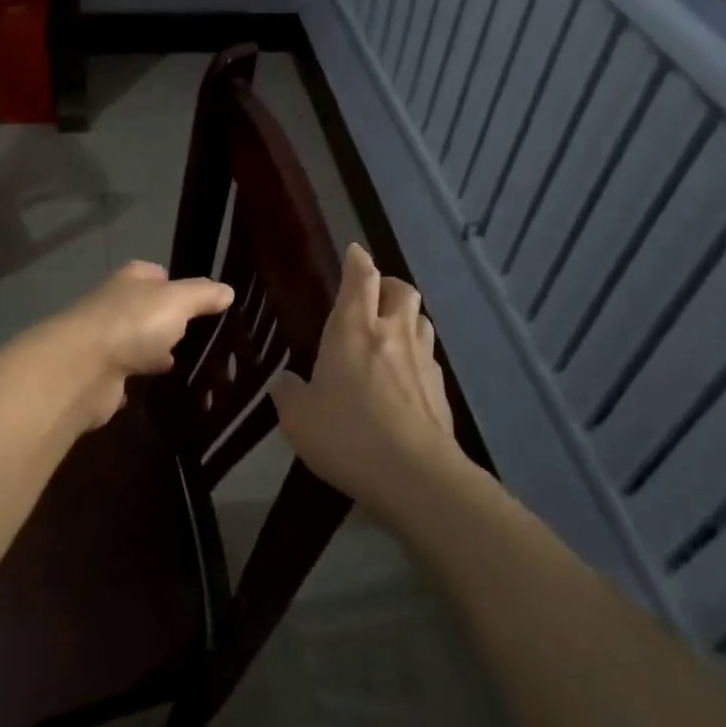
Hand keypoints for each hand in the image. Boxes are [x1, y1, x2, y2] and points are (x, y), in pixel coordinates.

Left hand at [50, 261, 233, 426]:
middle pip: (144, 309)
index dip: (174, 283)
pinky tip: (158, 386)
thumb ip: (203, 295)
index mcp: (130, 280)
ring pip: (135, 342)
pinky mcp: (99, 375)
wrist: (82, 369)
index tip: (198, 300)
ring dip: (153, 350)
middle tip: (197, 335)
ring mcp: (104, 341)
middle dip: (166, 320)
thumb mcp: (178, 301)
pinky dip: (138, 378)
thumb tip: (228, 291)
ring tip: (185, 362)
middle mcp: (114, 305)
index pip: (154, 274)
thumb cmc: (132, 323)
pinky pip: (125, 373)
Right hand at [271, 245, 464, 520]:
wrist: (414, 474)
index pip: (360, 278)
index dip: (358, 261)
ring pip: (420, 320)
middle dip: (388, 284)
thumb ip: (288, 392)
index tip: (355, 252)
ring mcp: (421, 360)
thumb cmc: (347, 435)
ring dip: (407, 317)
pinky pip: (429, 356)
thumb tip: (285, 380)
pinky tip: (405, 376)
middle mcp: (391, 333)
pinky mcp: (440, 389)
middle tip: (374, 295)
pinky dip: (416, 354)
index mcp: (352, 329)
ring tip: (391, 331)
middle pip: (401, 290)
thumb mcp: (298, 417)